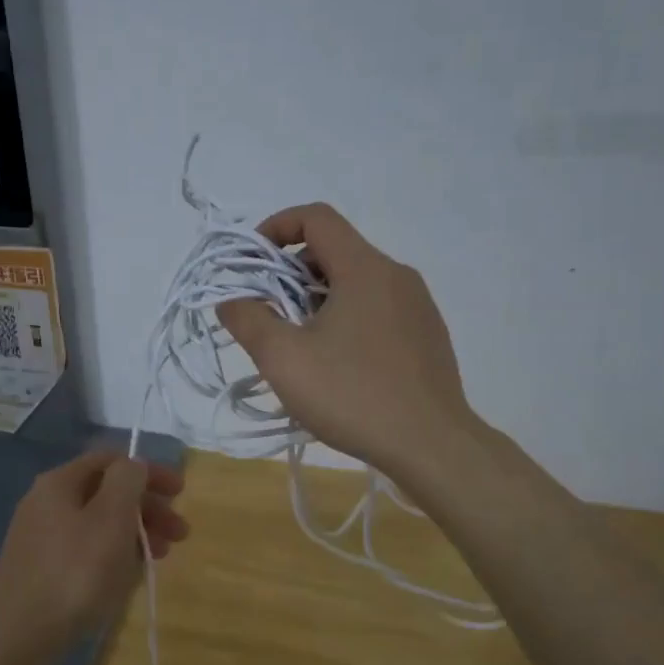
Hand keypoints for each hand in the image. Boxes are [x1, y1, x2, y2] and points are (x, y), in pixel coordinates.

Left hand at [0, 451, 187, 662]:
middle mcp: (46, 502)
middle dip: (147, 507)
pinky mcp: (40, 569)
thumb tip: (134, 465)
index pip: (111, 460)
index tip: (180, 494)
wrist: (17, 637)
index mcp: (60, 482)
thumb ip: (127, 481)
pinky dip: (112, 554)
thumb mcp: (111, 518)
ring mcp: (41, 537)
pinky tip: (127, 576)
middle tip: (180, 534)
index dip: (150, 471)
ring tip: (160, 557)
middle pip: (106, 491)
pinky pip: (85, 549)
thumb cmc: (74, 572)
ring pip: (98, 523)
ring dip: (134, 533)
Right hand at [217, 203, 477, 477]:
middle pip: (334, 250)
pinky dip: (347, 317)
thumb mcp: (283, 358)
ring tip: (299, 344)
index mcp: (365, 268)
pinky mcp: (427, 334)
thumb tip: (231, 299)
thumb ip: (248, 319)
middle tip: (269, 313)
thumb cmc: (353, 395)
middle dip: (291, 273)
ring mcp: (418, 305)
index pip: (316, 218)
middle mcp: (396, 276)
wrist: (432, 446)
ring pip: (356, 282)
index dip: (276, 228)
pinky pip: (378, 308)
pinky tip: (338, 364)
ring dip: (318, 299)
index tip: (252, 263)